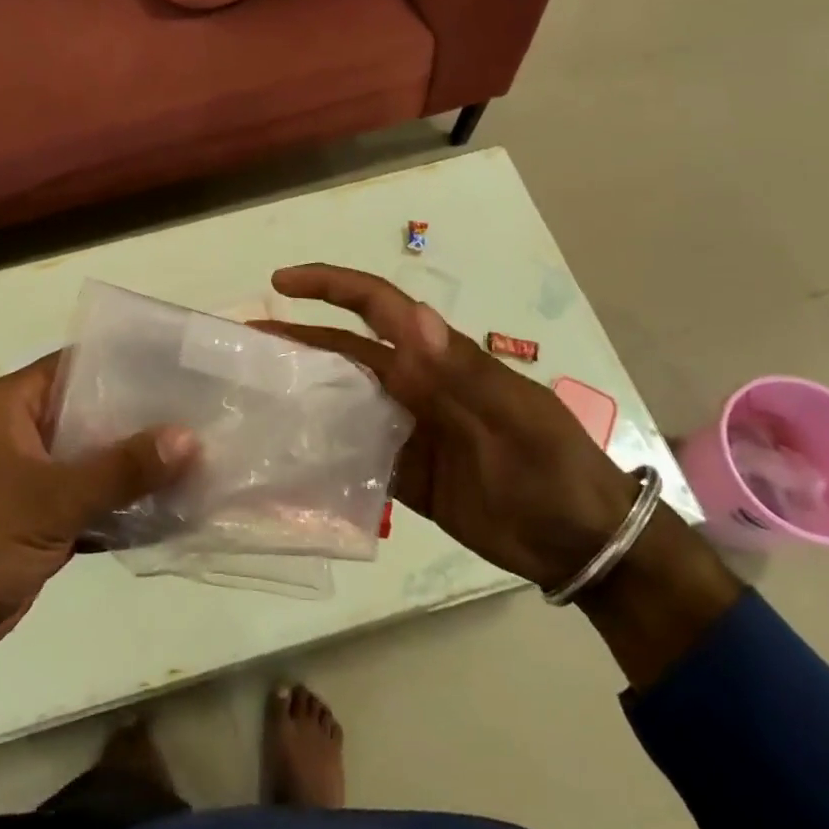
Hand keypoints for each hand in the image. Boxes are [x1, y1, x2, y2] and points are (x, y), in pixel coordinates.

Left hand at [0, 352, 197, 683]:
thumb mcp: (49, 499)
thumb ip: (121, 469)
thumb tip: (191, 438)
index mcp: (17, 405)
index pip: (82, 363)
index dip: (131, 362)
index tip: (184, 366)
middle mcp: (27, 433)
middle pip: (96, 412)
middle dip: (146, 418)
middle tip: (207, 413)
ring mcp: (34, 480)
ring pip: (98, 461)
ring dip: (140, 466)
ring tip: (203, 456)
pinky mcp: (42, 523)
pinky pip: (94, 504)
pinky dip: (125, 508)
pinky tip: (174, 508)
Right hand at [260, 263, 638, 591]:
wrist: (585, 546)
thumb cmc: (555, 470)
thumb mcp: (516, 418)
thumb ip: (463, 371)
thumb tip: (414, 317)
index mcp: (439, 359)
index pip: (376, 306)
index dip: (330, 286)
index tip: (281, 283)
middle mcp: (416, 385)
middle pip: (346, 351)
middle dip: (297, 339)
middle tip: (244, 344)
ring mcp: (408, 430)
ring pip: (343, 400)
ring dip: (302, 392)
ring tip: (251, 396)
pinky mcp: (405, 474)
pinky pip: (353, 454)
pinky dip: (321, 451)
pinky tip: (285, 458)